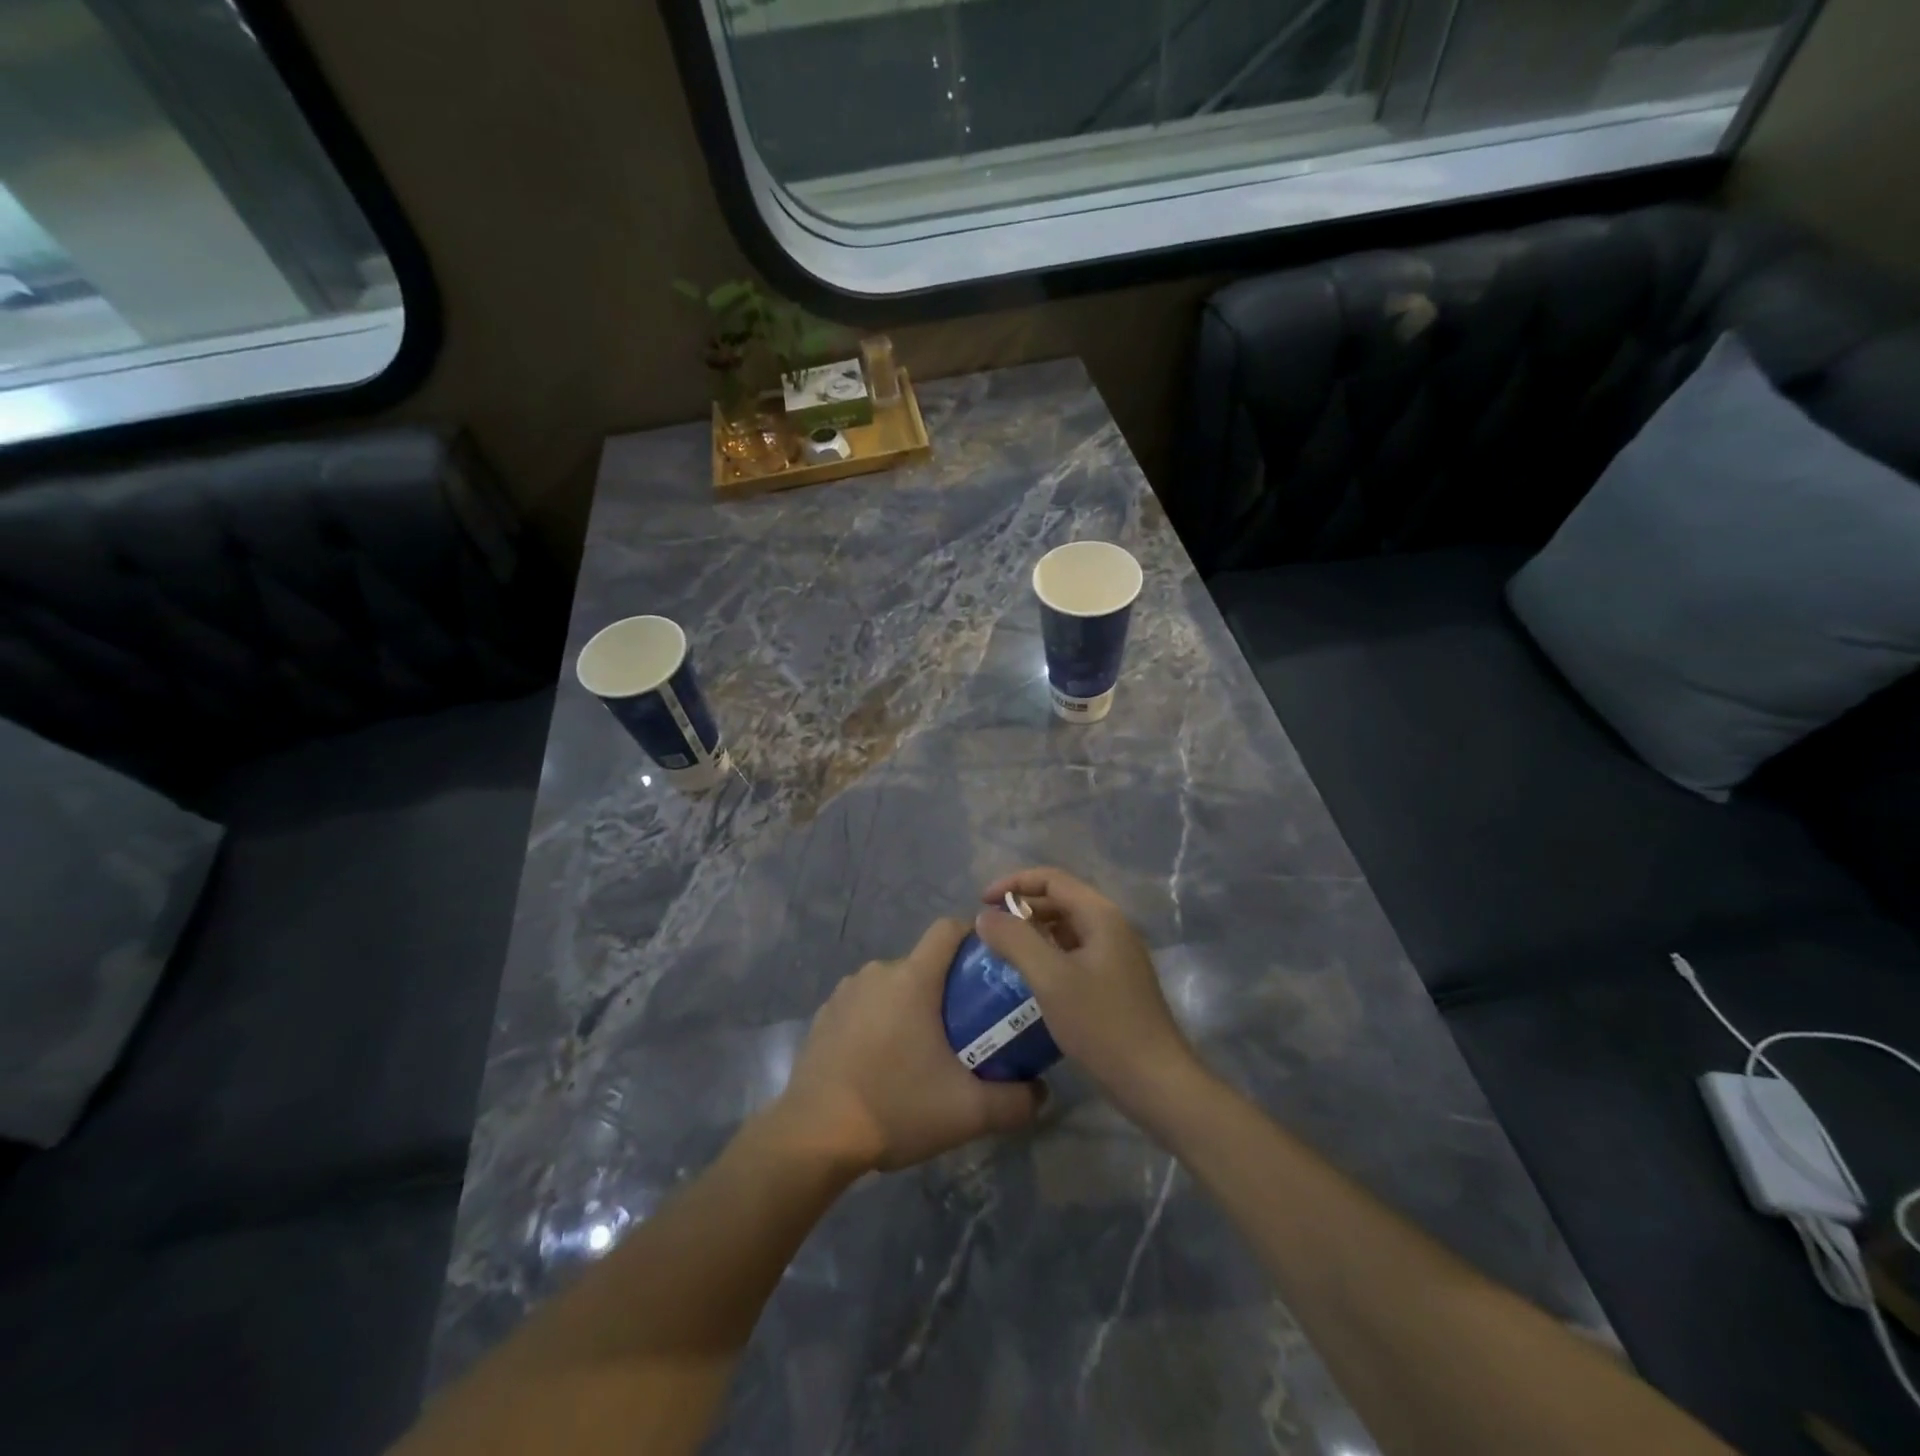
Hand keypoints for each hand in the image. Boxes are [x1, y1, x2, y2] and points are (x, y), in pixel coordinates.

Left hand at [768, 919, 1044, 1174]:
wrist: (813, 1136)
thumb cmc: (895, 1107)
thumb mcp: (967, 1112)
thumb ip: (1014, 1102)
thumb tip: (1042, 1093)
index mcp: (912, 978)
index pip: (948, 929)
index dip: (973, 936)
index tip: (991, 965)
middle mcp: (877, 973)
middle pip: (923, 964)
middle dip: (946, 988)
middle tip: (966, 1028)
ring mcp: (845, 993)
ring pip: (892, 985)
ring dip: (910, 1006)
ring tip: (922, 1051)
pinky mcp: (824, 1016)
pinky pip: (864, 1005)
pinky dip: (879, 1021)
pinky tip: (882, 1063)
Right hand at [976, 868, 1201, 1116]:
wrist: (1155, 1081)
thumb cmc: (1101, 1025)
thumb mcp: (1050, 978)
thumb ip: (1015, 940)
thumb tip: (985, 916)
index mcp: (1100, 915)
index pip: (1051, 879)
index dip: (1013, 883)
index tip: (982, 903)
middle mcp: (1111, 926)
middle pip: (1060, 900)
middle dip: (1021, 908)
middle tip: (989, 931)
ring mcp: (1115, 955)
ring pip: (1066, 928)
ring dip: (1033, 932)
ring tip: (1002, 953)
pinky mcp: (1114, 982)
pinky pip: (1073, 953)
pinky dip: (1047, 955)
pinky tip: (1029, 979)